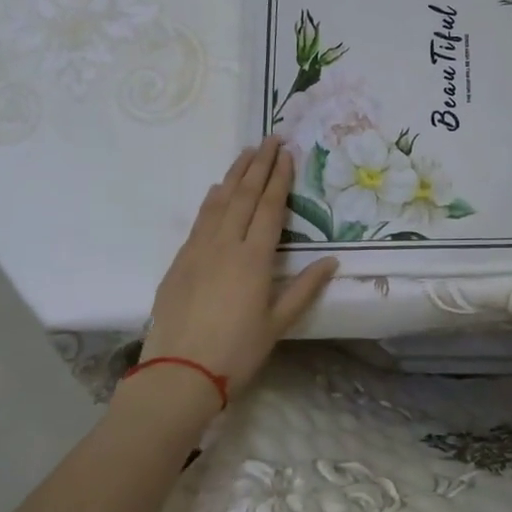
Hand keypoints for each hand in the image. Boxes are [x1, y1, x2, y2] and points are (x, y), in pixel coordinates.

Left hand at [141, 137, 336, 399]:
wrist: (178, 373)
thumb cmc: (236, 352)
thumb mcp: (278, 323)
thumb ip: (305, 289)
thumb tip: (332, 261)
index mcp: (254, 259)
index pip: (269, 208)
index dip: (279, 178)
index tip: (287, 152)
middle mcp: (225, 245)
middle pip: (244, 196)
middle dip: (259, 165)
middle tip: (270, 138)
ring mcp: (198, 250)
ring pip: (218, 202)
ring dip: (234, 175)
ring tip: (246, 153)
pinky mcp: (179, 261)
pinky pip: (200, 219)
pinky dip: (212, 199)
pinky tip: (217, 190)